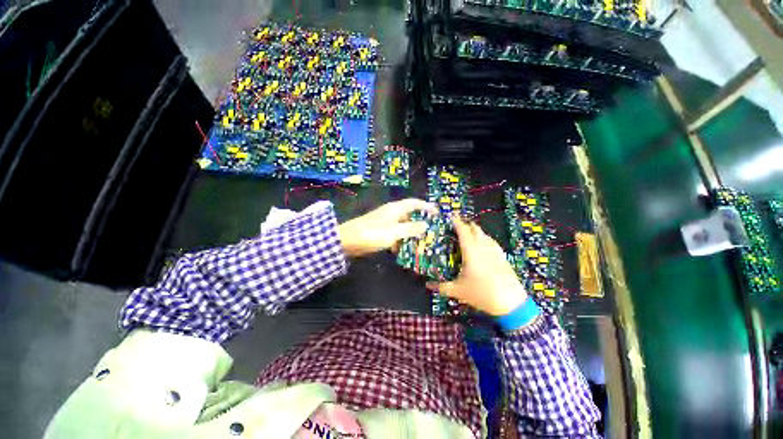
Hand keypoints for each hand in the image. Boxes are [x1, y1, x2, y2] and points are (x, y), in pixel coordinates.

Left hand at [338, 198, 436, 257]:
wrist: (347, 240)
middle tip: (429, 232)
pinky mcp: (379, 230)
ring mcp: (384, 222)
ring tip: (418, 244)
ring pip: (402, 226)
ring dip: (409, 234)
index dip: (426, 206)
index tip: (437, 213)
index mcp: (396, 209)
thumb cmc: (373, 233)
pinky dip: (398, 240)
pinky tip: (400, 250)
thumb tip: (425, 225)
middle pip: (409, 215)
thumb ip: (411, 228)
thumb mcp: (394, 232)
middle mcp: (391, 213)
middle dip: (419, 223)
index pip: (415, 203)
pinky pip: (393, 233)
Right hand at [428, 215, 527, 315]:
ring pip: (485, 234)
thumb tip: (427, 285)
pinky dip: (485, 239)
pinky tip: (484, 245)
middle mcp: (483, 247)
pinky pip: (492, 242)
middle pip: (475, 229)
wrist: (511, 303)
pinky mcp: (503, 257)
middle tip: (458, 226)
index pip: (463, 231)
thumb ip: (441, 287)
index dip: (457, 221)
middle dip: (467, 224)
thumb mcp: (458, 291)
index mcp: (471, 251)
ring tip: (469, 234)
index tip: (451, 215)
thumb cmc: (481, 294)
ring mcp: (495, 251)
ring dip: (476, 231)